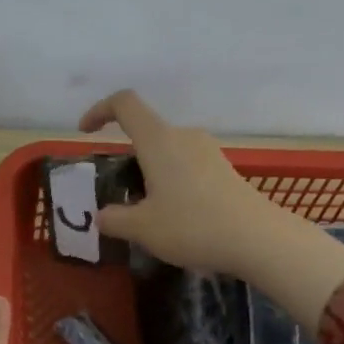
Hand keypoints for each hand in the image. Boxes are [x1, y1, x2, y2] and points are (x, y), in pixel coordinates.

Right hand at [78, 90, 343, 327]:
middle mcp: (183, 136)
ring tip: (147, 213)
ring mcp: (207, 151)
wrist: (257, 239)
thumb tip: (102, 216)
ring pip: (167, 152)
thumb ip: (114, 219)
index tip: (86, 133)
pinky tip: (175, 217)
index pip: (124, 104)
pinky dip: (171, 183)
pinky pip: (186, 166)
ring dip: (150, 174)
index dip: (100, 111)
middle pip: (146, 132)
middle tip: (119, 195)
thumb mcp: (142, 229)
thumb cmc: (192, 226)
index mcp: (158, 140)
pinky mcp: (223, 169)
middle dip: (126, 158)